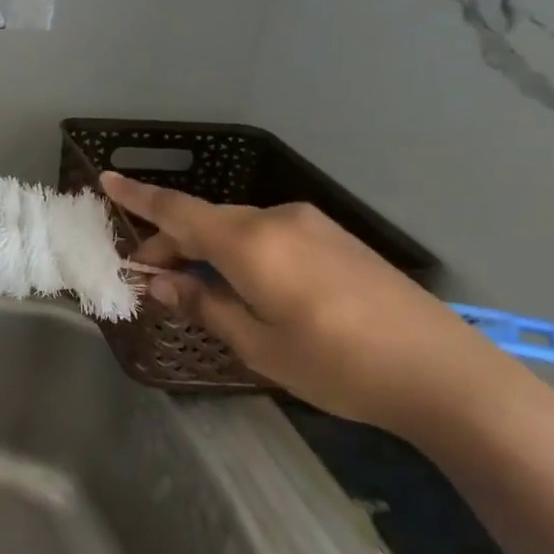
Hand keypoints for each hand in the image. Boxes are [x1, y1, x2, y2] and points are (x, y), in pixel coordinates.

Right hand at [102, 172, 525, 435]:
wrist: (448, 375)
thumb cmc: (338, 364)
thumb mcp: (257, 344)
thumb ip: (202, 304)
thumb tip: (160, 281)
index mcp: (250, 242)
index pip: (178, 211)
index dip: (138, 197)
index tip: (105, 178)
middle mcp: (278, 219)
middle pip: (207, 221)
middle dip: (172, 243)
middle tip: (152, 278)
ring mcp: (313, 226)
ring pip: (238, 229)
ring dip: (208, 250)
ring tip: (199, 288)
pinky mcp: (337, 240)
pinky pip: (270, 235)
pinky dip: (241, 252)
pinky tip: (247, 286)